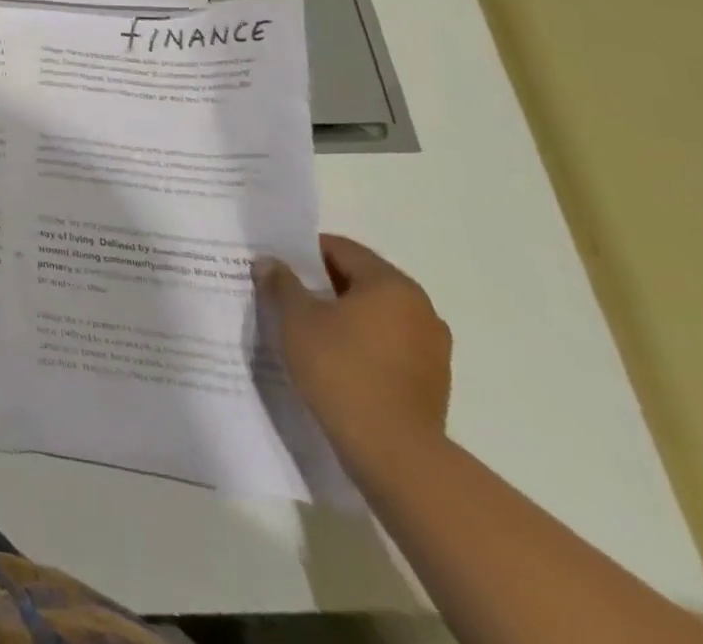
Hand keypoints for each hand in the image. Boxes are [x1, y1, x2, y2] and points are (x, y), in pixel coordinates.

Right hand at [256, 234, 451, 479]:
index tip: (276, 265)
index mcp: (391, 285)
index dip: (303, 252)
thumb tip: (270, 262)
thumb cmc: (340, 368)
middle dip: (321, 284)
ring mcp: (431, 348)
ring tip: (305, 328)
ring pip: (375, 314)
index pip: (341, 249)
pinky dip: (360, 343)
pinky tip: (333, 358)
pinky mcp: (431, 382)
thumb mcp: (296, 318)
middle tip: (285, 293)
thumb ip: (281, 283)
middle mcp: (421, 309)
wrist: (394, 453)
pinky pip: (387, 345)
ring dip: (342, 315)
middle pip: (361, 280)